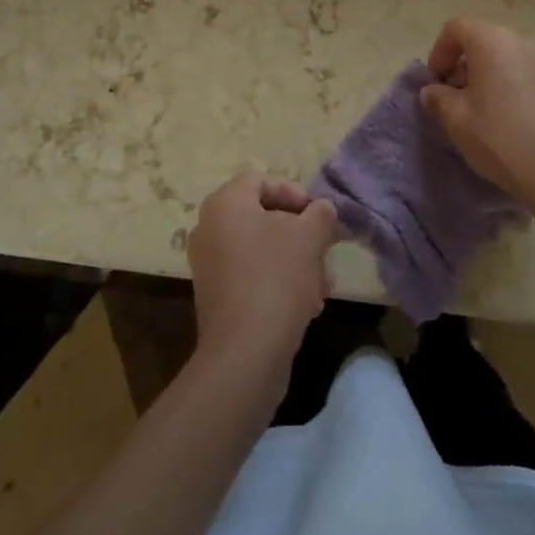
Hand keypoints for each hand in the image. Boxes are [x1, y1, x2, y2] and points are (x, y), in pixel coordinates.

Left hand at [188, 175, 338, 363]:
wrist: (245, 353)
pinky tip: (307, 306)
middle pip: (263, 218)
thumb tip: (322, 209)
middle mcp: (209, 229)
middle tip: (325, 252)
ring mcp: (209, 265)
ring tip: (322, 286)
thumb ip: (321, 214)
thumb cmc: (277, 279)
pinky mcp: (216, 297)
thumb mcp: (310, 237)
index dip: (295, 193)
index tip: (319, 215)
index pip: (261, 181)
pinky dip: (278, 283)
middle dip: (300, 234)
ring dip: (295, 262)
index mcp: (225, 204)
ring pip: (261, 250)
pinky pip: (251, 276)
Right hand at [419, 16, 534, 209]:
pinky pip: (522, 72)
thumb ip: (438, 98)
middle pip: (482, 39)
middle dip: (461, 63)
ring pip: (503, 56)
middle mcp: (521, 43)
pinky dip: (505, 84)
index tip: (436, 81)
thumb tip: (433, 91)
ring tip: (476, 110)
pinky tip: (503, 118)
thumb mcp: (456, 119)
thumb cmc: (500, 138)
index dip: (440, 50)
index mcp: (492, 42)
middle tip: (452, 96)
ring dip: (483, 75)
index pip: (458, 27)